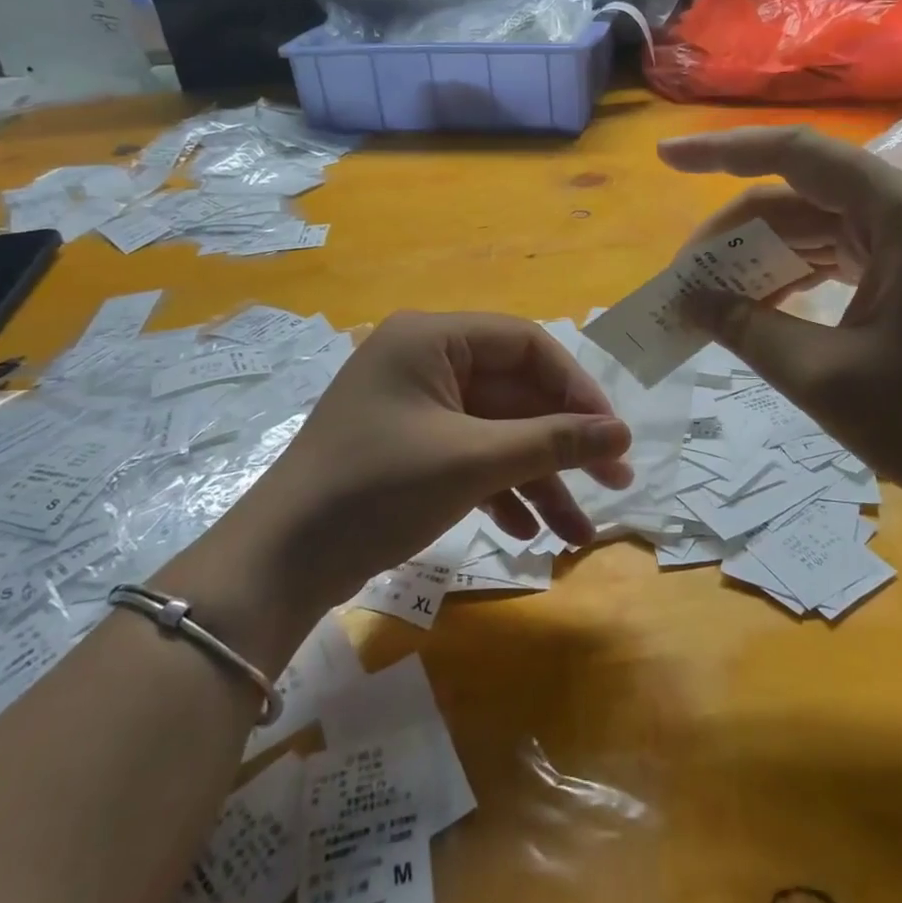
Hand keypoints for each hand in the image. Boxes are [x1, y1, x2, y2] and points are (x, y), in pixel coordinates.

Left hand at [228, 312, 632, 619]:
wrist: (279, 563)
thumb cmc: (377, 489)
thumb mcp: (472, 461)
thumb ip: (552, 441)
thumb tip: (621, 434)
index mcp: (432, 339)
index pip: (525, 345)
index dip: (576, 388)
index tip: (612, 435)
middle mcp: (425, 362)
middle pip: (515, 393)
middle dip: (563, 444)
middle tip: (616, 483)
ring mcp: (415, 407)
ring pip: (496, 432)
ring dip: (537, 477)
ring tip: (577, 533)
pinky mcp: (408, 448)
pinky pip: (469, 455)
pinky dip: (500, 489)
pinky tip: (527, 531)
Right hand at [659, 126, 901, 533]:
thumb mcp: (824, 377)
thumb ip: (746, 328)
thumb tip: (684, 297)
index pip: (797, 156)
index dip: (723, 152)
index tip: (664, 159)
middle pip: (798, 196)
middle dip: (733, 233)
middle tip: (681, 278)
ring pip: (811, 228)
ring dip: (757, 258)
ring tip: (706, 296)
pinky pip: (833, 257)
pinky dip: (789, 276)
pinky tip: (753, 305)